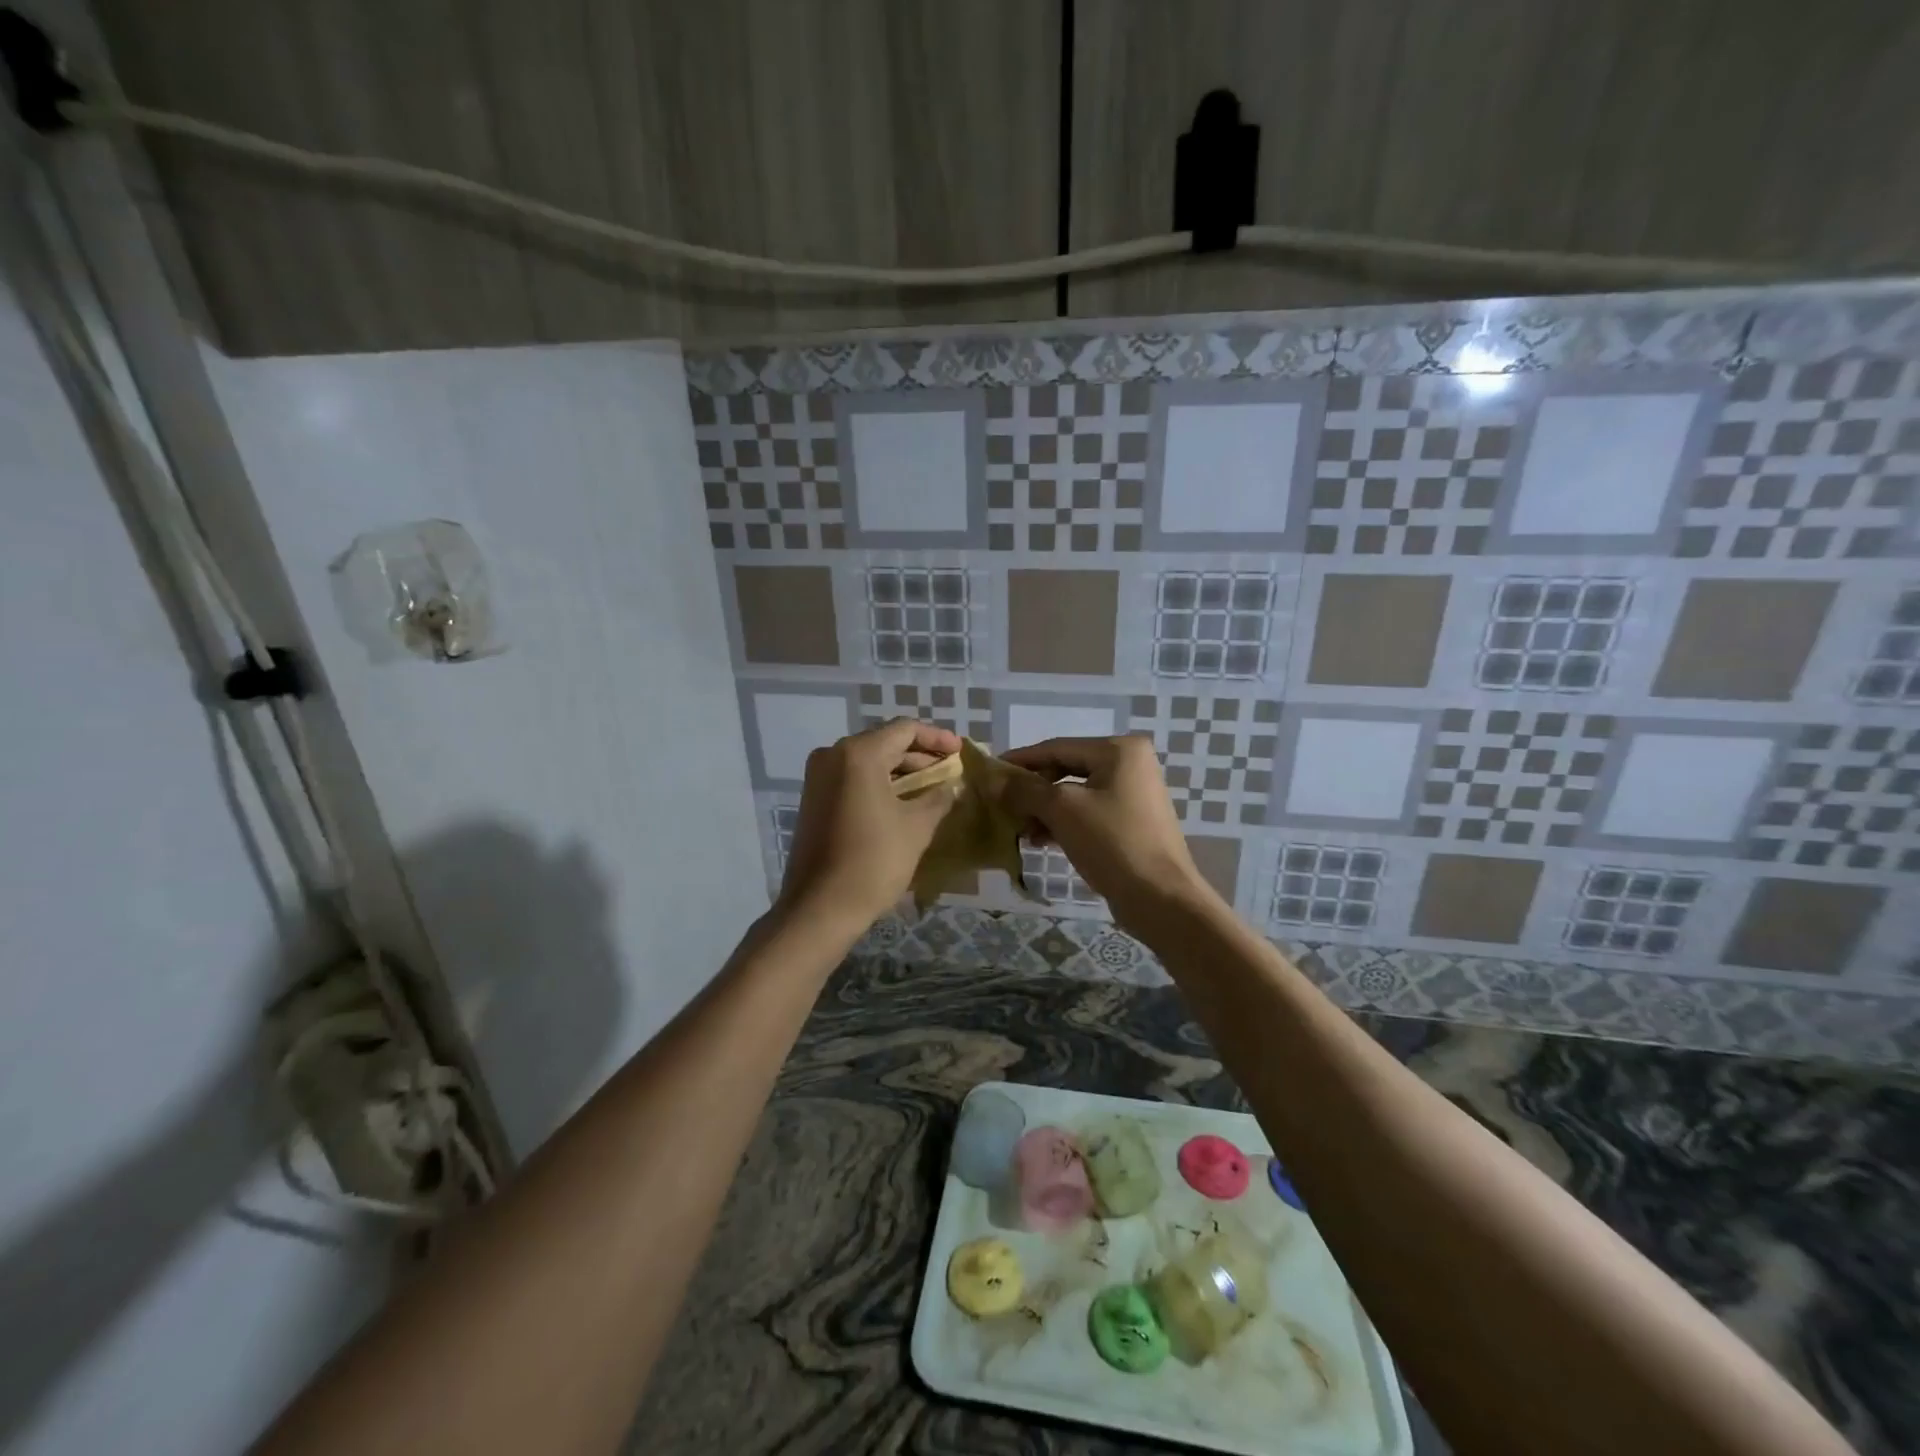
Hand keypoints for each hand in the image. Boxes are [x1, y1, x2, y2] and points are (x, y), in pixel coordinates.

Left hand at [777, 718, 961, 929]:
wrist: (820, 907)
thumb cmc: (873, 861)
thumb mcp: (916, 828)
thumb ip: (938, 798)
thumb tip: (951, 786)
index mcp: (858, 754)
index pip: (905, 730)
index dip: (936, 738)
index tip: (960, 752)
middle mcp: (833, 755)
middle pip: (884, 742)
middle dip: (919, 754)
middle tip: (949, 770)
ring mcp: (818, 777)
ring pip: (867, 761)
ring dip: (900, 770)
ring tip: (931, 786)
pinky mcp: (813, 799)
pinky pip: (852, 778)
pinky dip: (879, 783)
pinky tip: (902, 800)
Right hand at [998, 736, 1217, 934]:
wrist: (1160, 898)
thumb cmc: (1112, 843)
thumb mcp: (1062, 810)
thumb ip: (1024, 790)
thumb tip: (992, 778)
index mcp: (1119, 750)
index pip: (1056, 748)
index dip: (1020, 761)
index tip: (988, 773)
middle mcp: (1129, 764)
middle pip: (1066, 769)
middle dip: (1032, 790)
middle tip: (1002, 807)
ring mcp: (1133, 793)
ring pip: (1075, 793)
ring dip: (1044, 810)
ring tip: (1020, 831)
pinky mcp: (1131, 821)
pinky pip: (1088, 812)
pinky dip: (1063, 823)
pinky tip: (1041, 841)